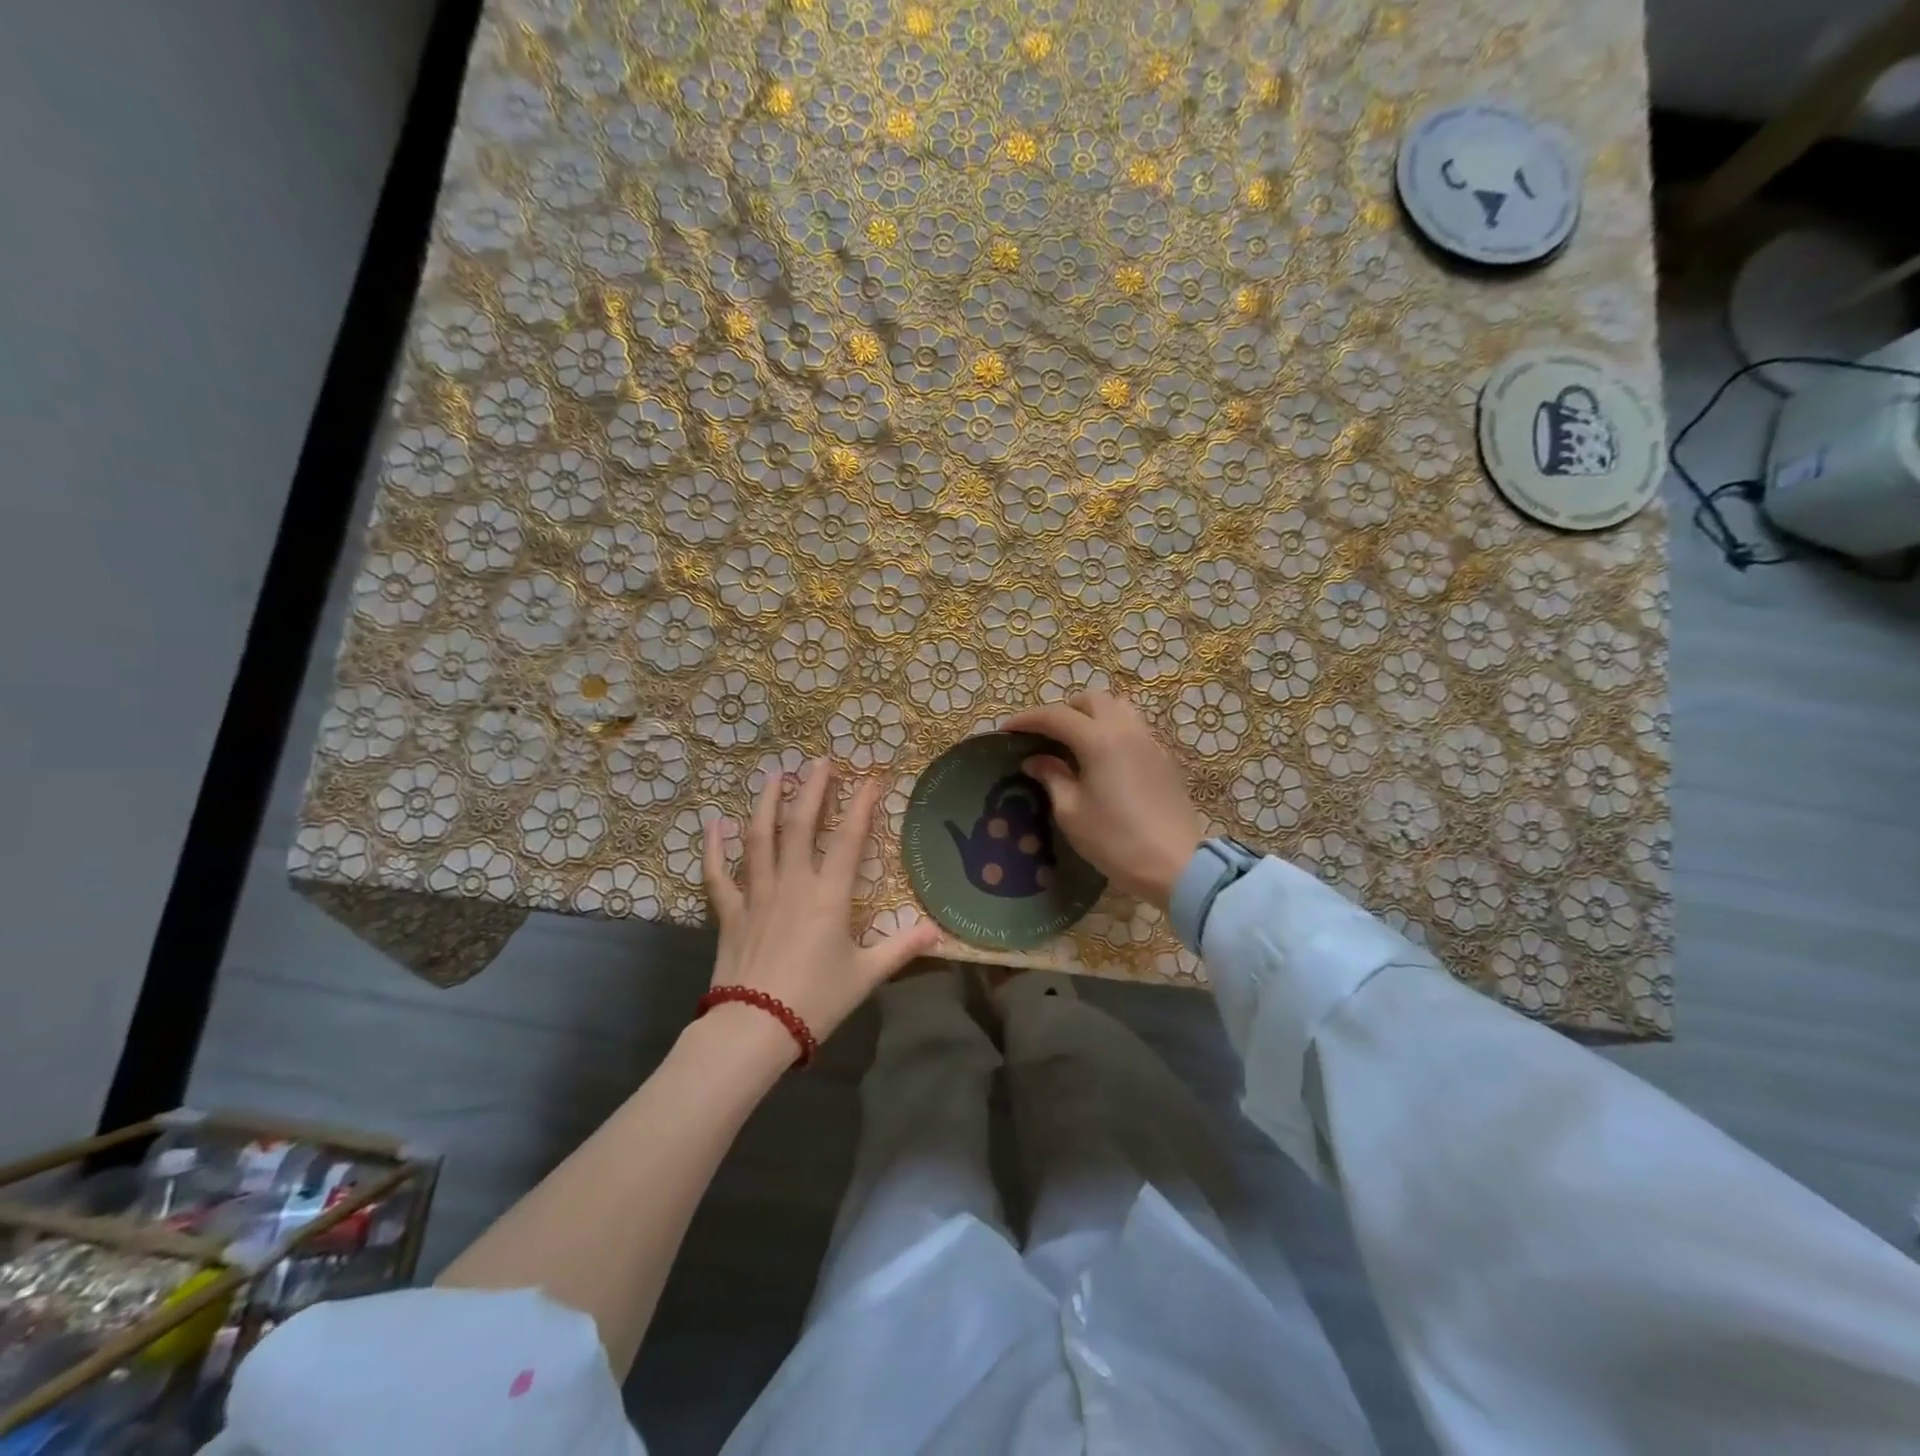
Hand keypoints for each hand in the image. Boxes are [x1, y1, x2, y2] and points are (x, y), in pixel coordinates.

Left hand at [703, 758, 940, 1050]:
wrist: (755, 1029)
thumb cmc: (816, 1001)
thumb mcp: (866, 975)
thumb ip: (901, 947)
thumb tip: (938, 931)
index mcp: (829, 896)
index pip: (850, 840)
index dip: (862, 806)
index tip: (871, 778)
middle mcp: (793, 883)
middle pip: (802, 825)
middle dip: (813, 790)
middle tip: (820, 761)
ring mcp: (757, 894)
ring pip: (760, 837)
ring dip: (767, 803)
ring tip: (775, 775)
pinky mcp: (730, 911)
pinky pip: (718, 874)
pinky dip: (714, 847)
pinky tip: (714, 823)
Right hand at [1003, 693, 1205, 909]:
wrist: (1175, 865)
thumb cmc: (1115, 840)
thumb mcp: (1071, 812)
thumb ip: (1052, 777)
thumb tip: (1035, 760)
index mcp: (1099, 739)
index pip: (1056, 716)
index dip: (1027, 719)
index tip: (1006, 729)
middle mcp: (1126, 730)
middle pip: (1091, 701)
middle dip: (1063, 711)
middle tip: (1044, 736)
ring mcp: (1150, 742)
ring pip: (1118, 709)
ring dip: (1092, 716)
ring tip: (1075, 743)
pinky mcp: (1164, 759)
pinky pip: (1134, 729)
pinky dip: (1112, 732)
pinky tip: (1103, 761)